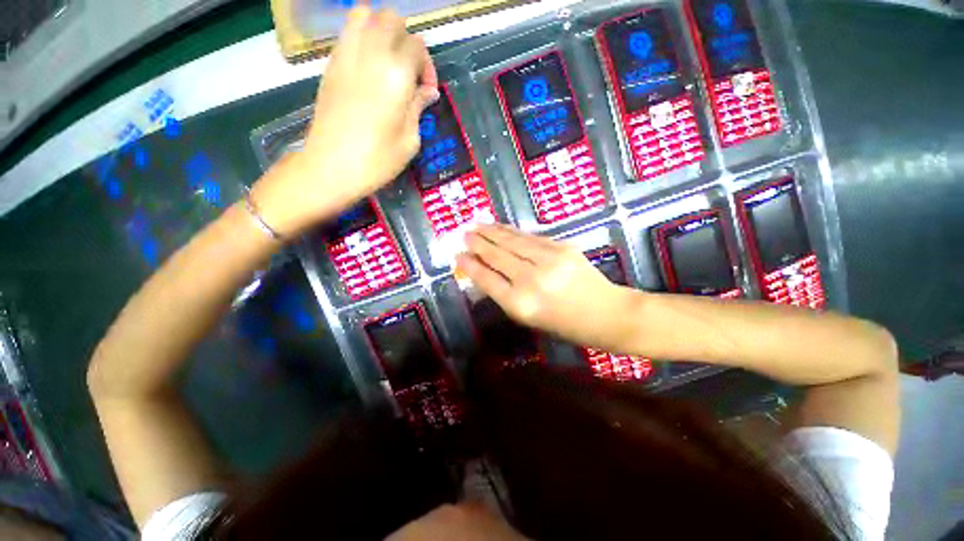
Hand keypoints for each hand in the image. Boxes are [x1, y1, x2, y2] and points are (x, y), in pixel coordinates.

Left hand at [250, 7, 438, 236]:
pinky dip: (362, 39)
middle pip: (391, 19)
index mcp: (396, 75)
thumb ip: (418, 108)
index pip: (417, 46)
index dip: (428, 67)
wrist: (330, 167)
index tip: (427, 92)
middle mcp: (370, 54)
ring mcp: (346, 55)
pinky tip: (368, 68)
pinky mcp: (330, 64)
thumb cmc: (377, 160)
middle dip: (406, 40)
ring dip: (381, 29)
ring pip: (364, 14)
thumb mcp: (409, 140)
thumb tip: (427, 91)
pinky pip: (347, 33)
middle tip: (409, 71)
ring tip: (387, 60)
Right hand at [456, 225, 633, 350]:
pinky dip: (512, 231)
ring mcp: (548, 260)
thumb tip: (484, 272)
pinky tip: (501, 227)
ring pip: (511, 241)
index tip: (457, 256)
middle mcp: (531, 279)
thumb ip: (505, 295)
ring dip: (491, 232)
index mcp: (520, 304)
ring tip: (477, 225)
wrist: (606, 313)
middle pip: (497, 256)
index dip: (470, 266)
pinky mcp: (561, 247)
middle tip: (464, 234)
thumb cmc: (564, 324)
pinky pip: (529, 237)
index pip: (487, 279)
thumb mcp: (529, 318)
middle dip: (477, 243)